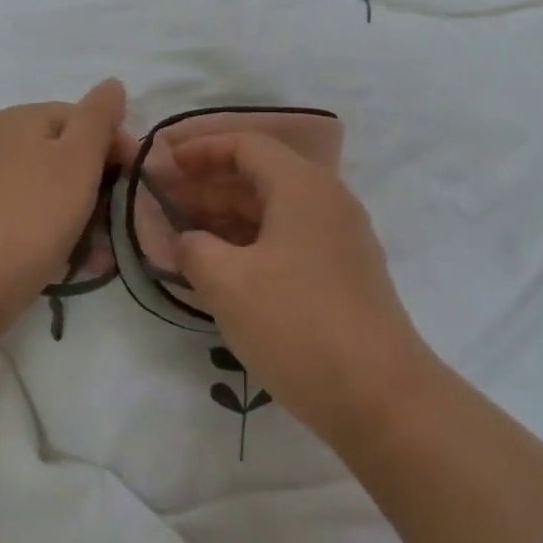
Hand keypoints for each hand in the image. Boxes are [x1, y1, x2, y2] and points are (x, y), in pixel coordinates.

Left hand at [0, 79, 133, 324]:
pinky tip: (80, 259)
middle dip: (101, 186)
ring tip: (103, 250)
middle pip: (69, 154)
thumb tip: (113, 84)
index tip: (135, 180)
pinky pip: (36, 215)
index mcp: (22, 118)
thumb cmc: (35, 212)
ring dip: (86, 215)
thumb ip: (99, 116)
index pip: (83, 118)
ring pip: (55, 189)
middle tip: (121, 220)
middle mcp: (2, 142)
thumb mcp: (79, 156)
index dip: (115, 145)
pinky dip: (60, 231)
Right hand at [171, 133, 432, 448]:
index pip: (245, 145)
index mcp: (302, 186)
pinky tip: (219, 268)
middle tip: (162, 203)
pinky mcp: (342, 274)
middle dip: (206, 185)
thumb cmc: (297, 325)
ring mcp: (339, 238)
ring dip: (225, 217)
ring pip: (272, 210)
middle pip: (259, 175)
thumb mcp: (227, 283)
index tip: (162, 164)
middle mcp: (326, 201)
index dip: (199, 149)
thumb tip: (186, 240)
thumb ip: (193, 248)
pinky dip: (249, 243)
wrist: (380, 397)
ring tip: (182, 236)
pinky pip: (287, 240)